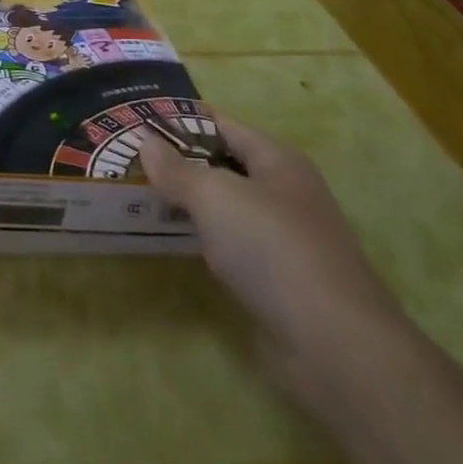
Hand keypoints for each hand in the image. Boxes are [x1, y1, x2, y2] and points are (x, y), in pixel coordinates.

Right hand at [138, 113, 407, 408]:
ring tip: (139, 196)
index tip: (138, 120)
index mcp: (278, 161)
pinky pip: (229, 243)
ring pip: (225, 207)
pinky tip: (171, 241)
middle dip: (180, 162)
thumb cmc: (272, 248)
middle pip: (224, 165)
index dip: (182, 120)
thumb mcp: (214, 197)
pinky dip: (200, 238)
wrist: (333, 343)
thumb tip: (146, 140)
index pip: (223, 125)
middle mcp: (284, 192)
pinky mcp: (277, 278)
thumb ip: (177, 169)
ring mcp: (283, 237)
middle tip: (129, 160)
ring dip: (187, 202)